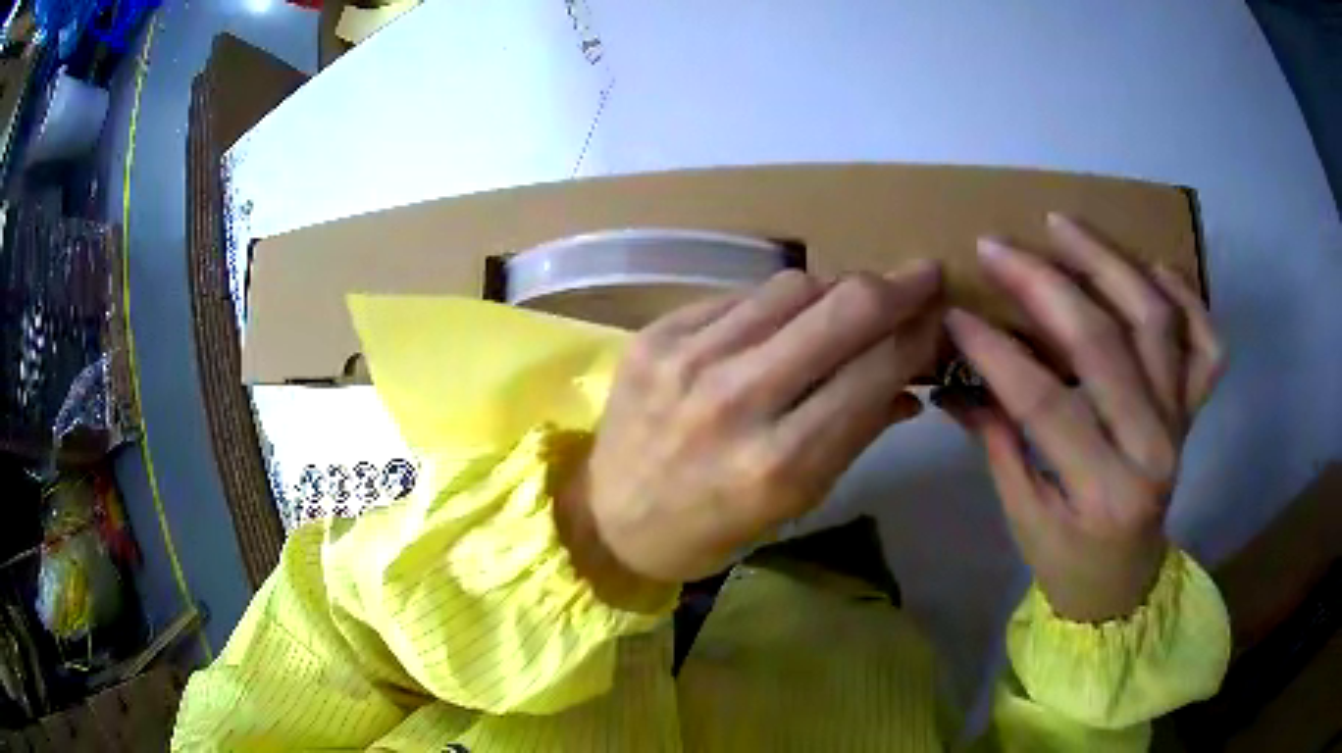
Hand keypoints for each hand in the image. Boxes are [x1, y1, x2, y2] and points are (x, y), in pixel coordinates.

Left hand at [559, 265, 942, 596]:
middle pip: (842, 310)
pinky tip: (789, 316)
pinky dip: (779, 302)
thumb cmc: (711, 528)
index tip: (940, 316)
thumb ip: (857, 434)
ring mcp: (690, 359)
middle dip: (897, 286)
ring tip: (855, 300)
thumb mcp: (795, 503)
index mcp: (781, 462)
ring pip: (793, 288)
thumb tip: (912, 383)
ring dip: (839, 287)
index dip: (919, 335)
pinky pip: (740, 295)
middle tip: (924, 275)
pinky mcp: (657, 334)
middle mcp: (737, 401)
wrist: (609, 518)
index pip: (875, 371)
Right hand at [944, 215, 1223, 621]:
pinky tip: (1155, 268)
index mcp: (1104, 491)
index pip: (1044, 402)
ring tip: (1063, 227)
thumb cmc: (1068, 560)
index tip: (955, 313)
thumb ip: (998, 439)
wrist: (1125, 581)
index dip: (996, 352)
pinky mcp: (1193, 410)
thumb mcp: (1022, 516)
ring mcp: (1181, 421)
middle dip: (1044, 285)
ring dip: (1109, 263)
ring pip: (1156, 321)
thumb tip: (954, 378)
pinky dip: (1187, 298)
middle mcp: (1153, 447)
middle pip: (1104, 344)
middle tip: (997, 247)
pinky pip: (1205, 344)